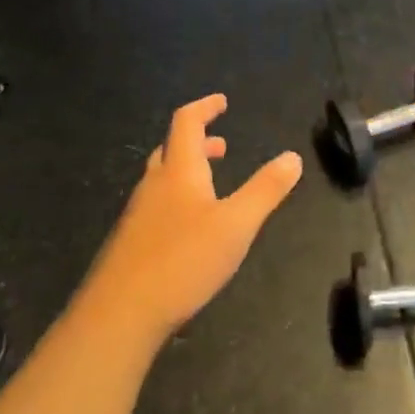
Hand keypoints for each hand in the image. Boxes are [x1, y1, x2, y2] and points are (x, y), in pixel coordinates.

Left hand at [77, 94, 302, 343]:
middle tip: (221, 146)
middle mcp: (154, 185)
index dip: (205, 107)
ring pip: (162, 178)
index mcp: (179, 172)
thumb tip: (293, 157)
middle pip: (171, 149)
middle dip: (198, 141)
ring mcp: (138, 214)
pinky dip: (177, 197)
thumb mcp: (236, 225)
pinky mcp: (132, 242)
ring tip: (211, 184)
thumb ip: (265, 190)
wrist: (121, 312)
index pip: (187, 123)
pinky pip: (156, 205)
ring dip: (187, 170)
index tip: (222, 102)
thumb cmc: (184, 260)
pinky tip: (190, 228)